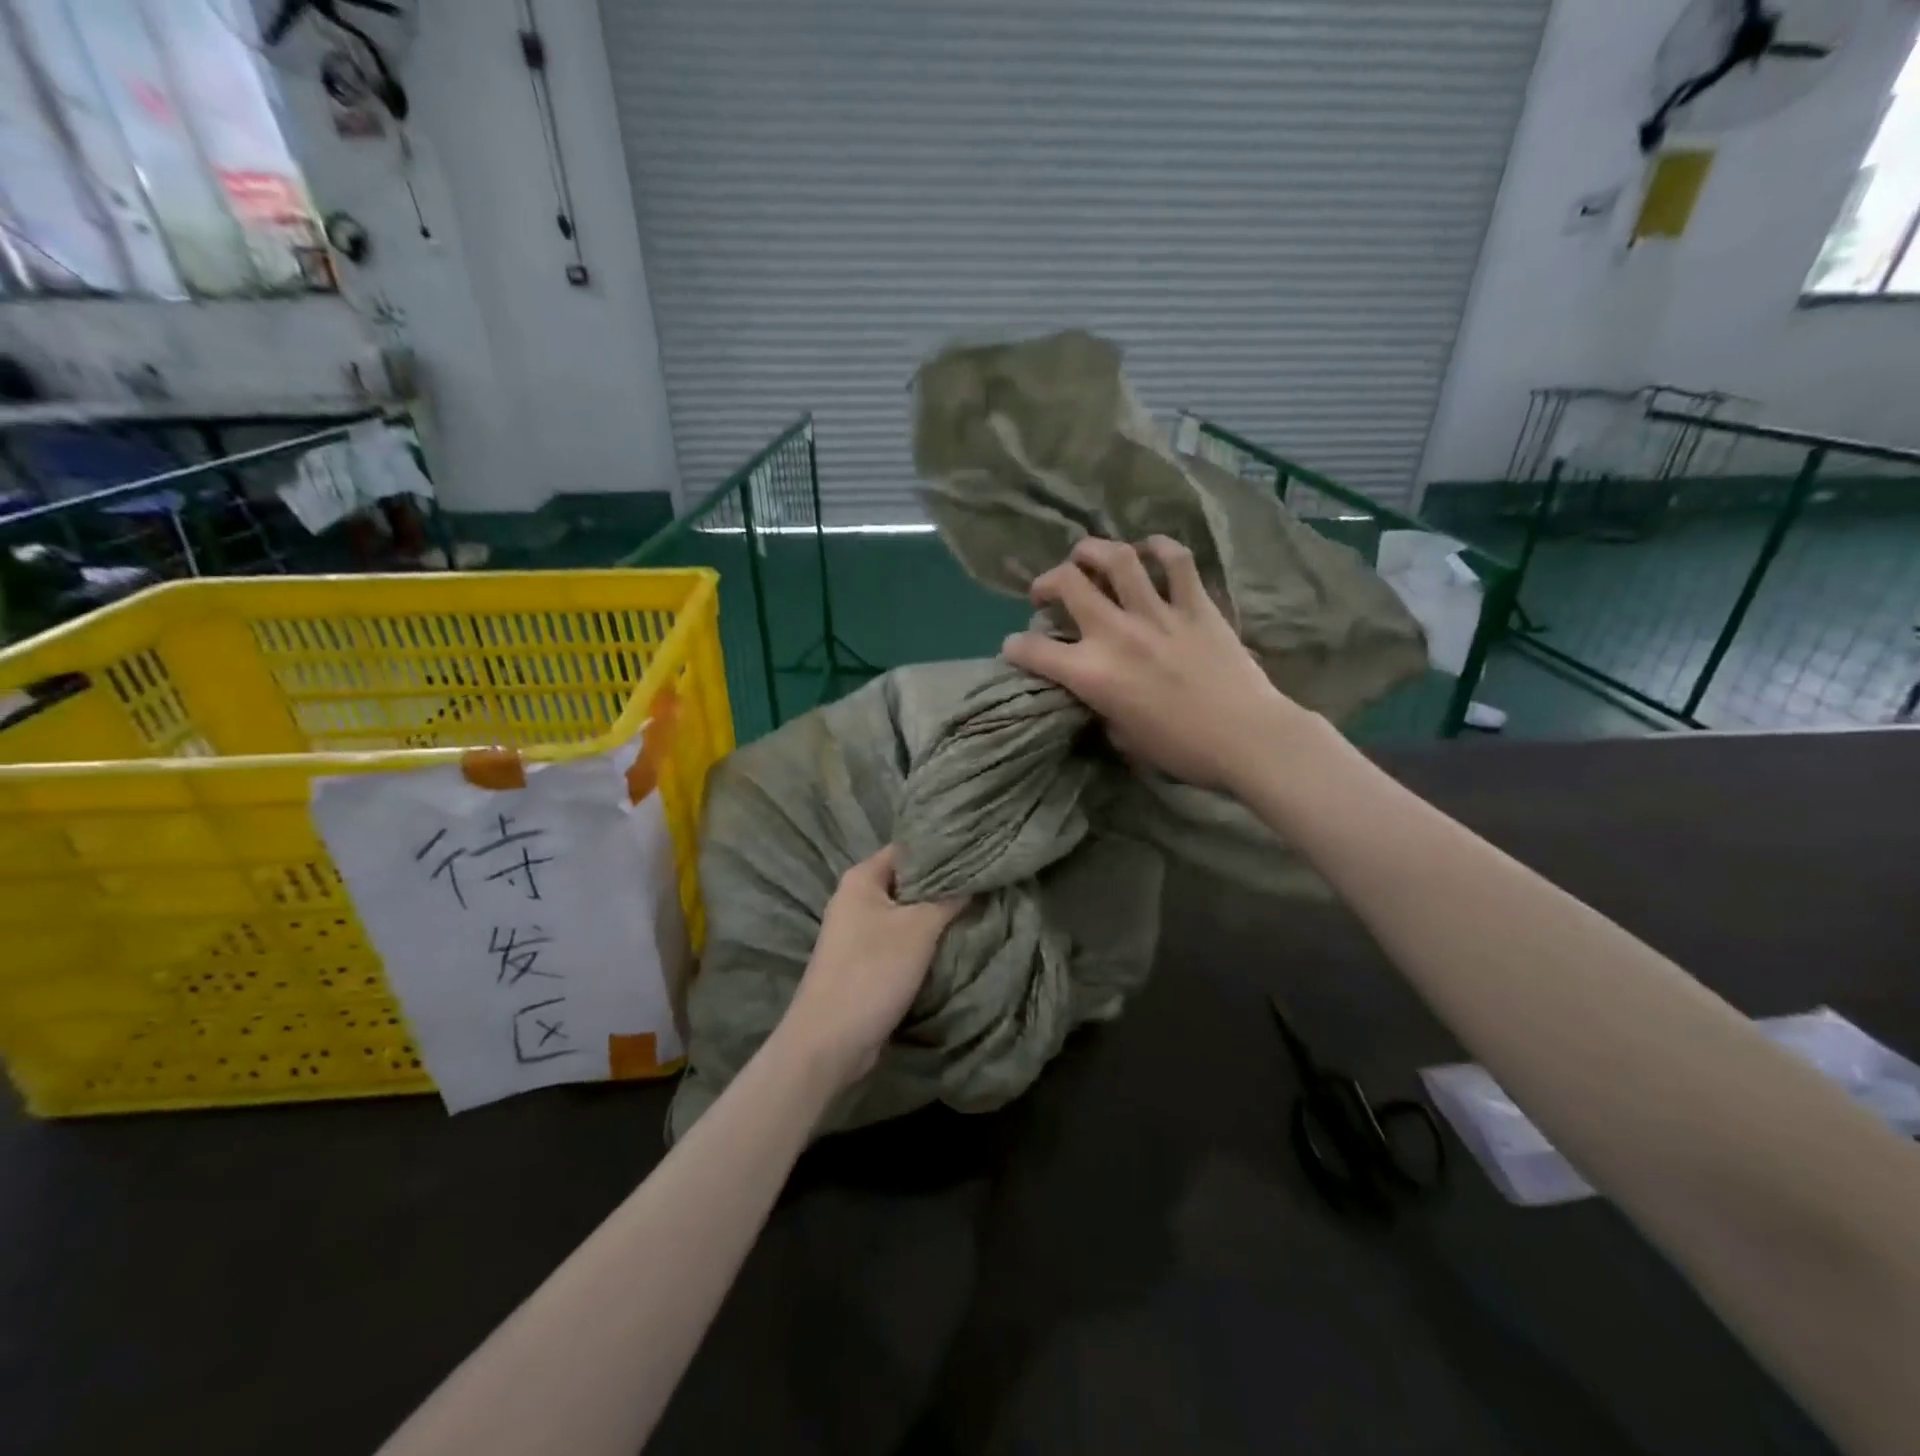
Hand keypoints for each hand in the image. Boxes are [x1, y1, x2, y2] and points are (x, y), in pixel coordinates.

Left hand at [778, 846, 966, 1086]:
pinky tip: (952, 941)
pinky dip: (923, 939)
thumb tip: (974, 876)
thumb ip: (948, 898)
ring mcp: (858, 931)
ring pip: (906, 912)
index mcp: (861, 878)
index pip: (908, 849)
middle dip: (943, 885)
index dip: (942, 850)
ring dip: (935, 914)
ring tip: (977, 909)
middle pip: (908, 880)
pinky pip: (900, 938)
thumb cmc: (872, 972)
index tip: (978, 855)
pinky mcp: (864, 960)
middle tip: (983, 883)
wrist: (829, 1042)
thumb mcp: (919, 929)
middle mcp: (856, 898)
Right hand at [1003, 535, 1310, 789]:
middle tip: (1047, 592)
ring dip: (1093, 551)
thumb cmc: (1181, 750)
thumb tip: (1098, 692)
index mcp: (1093, 674)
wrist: (1246, 739)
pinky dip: (1159, 548)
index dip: (1016, 647)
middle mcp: (1117, 634)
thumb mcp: (1123, 738)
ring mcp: (1158, 613)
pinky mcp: (1196, 605)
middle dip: (1046, 582)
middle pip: (1069, 583)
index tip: (1015, 646)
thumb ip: (1102, 706)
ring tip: (1087, 556)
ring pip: (1117, 558)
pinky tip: (1149, 550)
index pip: (1034, 650)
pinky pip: (1176, 561)